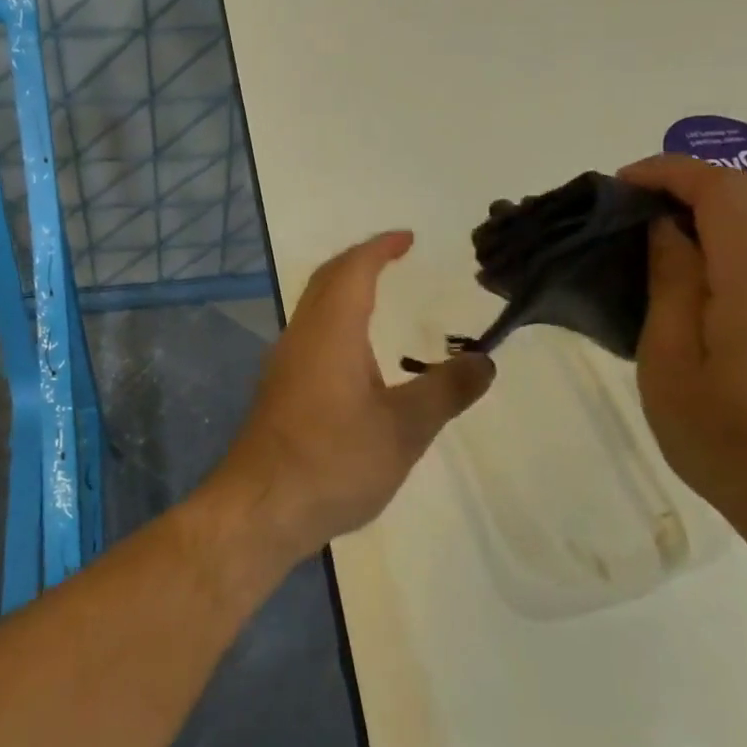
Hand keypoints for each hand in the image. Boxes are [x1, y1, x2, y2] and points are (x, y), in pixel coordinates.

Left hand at [218, 231, 495, 562]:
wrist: (261, 508)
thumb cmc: (335, 460)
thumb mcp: (405, 429)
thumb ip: (446, 390)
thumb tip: (485, 361)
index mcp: (332, 330)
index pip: (355, 269)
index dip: (381, 248)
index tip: (407, 238)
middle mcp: (302, 336)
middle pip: (328, 281)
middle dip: (360, 261)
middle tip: (393, 257)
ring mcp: (284, 364)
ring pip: (314, 308)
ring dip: (344, 291)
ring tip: (378, 299)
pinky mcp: (278, 391)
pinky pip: (310, 335)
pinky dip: (336, 322)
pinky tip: (354, 357)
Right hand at [618, 155, 746, 550]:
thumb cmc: (732, 442)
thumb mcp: (672, 364)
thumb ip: (671, 283)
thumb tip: (665, 229)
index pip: (720, 188)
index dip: (665, 172)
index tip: (617, 187)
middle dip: (683, 185)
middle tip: (625, 212)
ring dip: (707, 211)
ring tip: (651, 240)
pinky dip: (730, 239)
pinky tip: (695, 275)